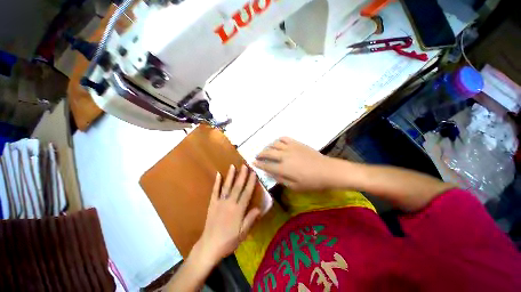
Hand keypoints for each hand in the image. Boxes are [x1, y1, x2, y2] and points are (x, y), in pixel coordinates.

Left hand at [194, 165, 260, 265]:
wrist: (210, 246)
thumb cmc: (228, 241)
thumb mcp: (243, 233)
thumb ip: (250, 219)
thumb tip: (259, 208)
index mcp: (238, 210)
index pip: (246, 193)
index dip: (251, 182)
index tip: (254, 173)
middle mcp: (229, 203)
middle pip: (237, 187)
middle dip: (242, 175)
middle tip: (245, 165)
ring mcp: (220, 202)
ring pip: (226, 186)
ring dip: (230, 176)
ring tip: (233, 166)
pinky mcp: (212, 204)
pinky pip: (215, 191)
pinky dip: (216, 182)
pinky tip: (218, 174)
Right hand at [253, 137, 334, 190]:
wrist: (328, 171)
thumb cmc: (312, 182)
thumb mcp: (295, 187)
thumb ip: (281, 179)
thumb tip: (270, 173)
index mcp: (283, 168)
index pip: (266, 165)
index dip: (258, 164)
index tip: (252, 162)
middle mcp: (284, 156)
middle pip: (268, 152)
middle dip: (260, 154)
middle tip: (257, 155)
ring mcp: (290, 148)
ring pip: (274, 144)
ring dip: (268, 147)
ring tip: (266, 150)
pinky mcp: (297, 143)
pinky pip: (284, 138)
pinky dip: (278, 140)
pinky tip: (277, 143)